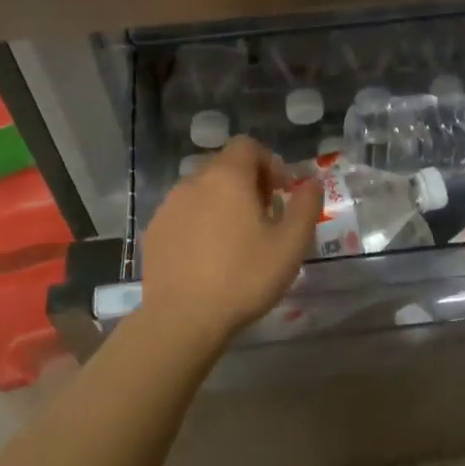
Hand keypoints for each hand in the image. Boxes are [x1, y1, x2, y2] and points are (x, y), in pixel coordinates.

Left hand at [138, 136, 318, 349]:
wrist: (182, 319)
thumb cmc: (243, 278)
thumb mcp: (291, 244)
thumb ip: (306, 205)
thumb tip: (311, 183)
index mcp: (227, 177)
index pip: (247, 146)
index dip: (269, 162)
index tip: (282, 192)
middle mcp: (193, 182)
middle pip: (224, 166)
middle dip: (248, 183)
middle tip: (265, 217)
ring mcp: (168, 207)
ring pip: (202, 191)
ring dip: (223, 203)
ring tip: (237, 239)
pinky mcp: (153, 232)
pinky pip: (183, 214)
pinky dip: (200, 223)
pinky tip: (208, 256)